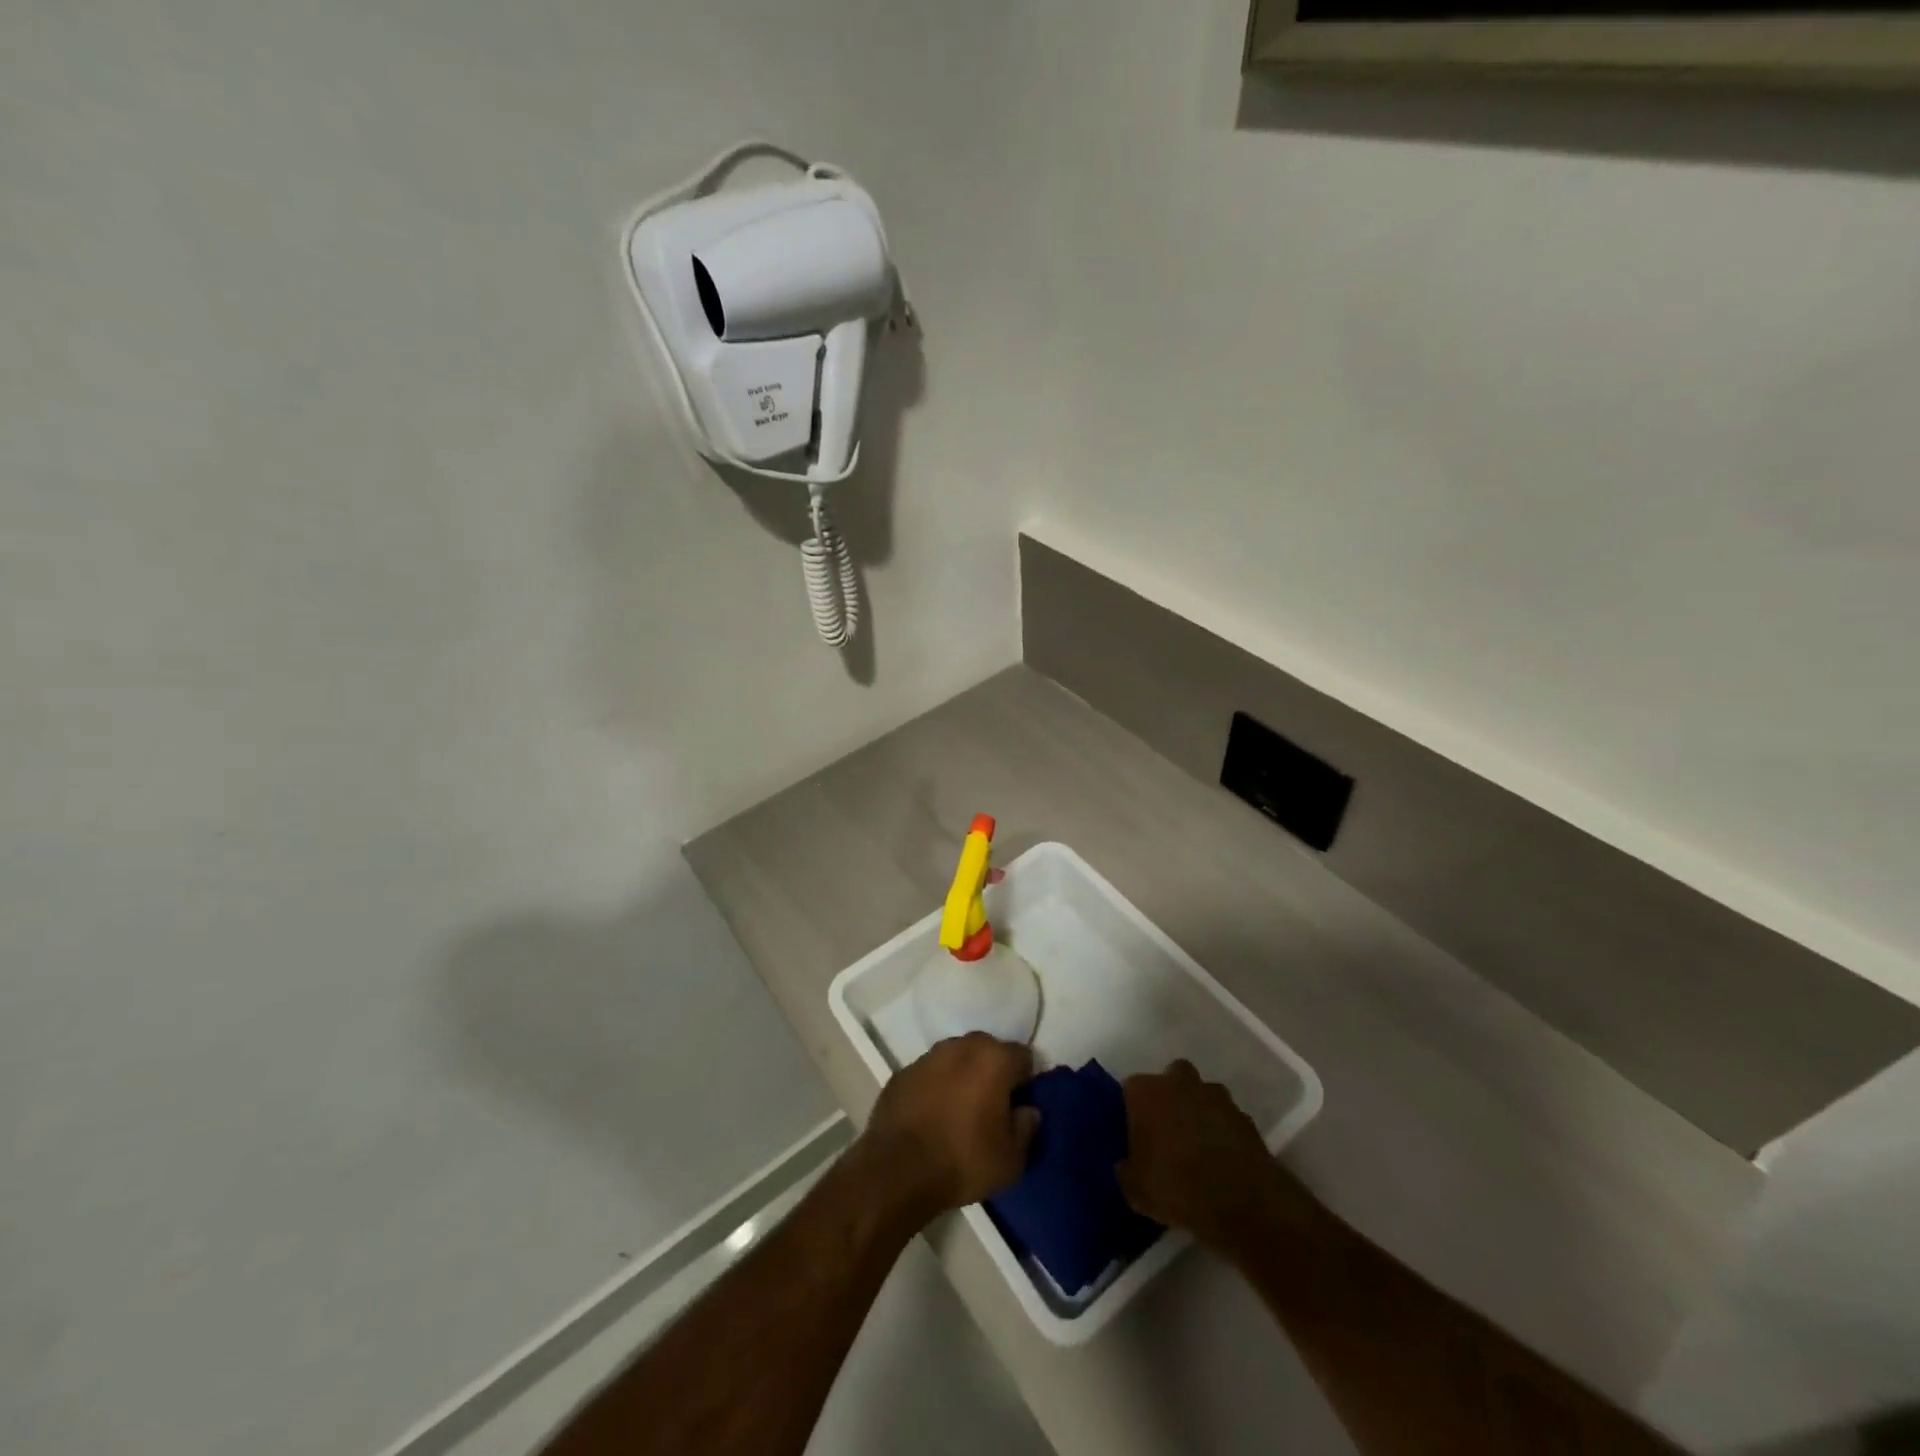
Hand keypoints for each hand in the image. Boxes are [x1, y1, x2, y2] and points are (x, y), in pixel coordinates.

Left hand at [860, 1033, 1040, 1222]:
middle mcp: (961, 1046)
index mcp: (994, 1058)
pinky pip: (929, 1076)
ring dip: (962, 1078)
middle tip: (991, 1110)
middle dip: (992, 1074)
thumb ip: (1026, 1128)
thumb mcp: (1011, 1159)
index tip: (1018, 1107)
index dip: (1025, 1082)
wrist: (898, 1170)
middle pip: (987, 1052)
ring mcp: (928, 1057)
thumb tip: (1026, 1110)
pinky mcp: (902, 1073)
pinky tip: (931, 1118)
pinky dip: (934, 1089)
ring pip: (956, 1060)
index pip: (1023, 1057)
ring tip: (959, 1114)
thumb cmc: (964, 1160)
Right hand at [1117, 1060, 1301, 1253]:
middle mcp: (1179, 1082)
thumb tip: (1127, 1166)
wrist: (1240, 1200)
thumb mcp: (1135, 1190)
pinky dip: (1223, 1132)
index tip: (1136, 1135)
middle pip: (1170, 1079)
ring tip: (1197, 1148)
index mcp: (1145, 1091)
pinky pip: (1226, 1119)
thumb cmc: (1175, 1185)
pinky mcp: (1244, 1116)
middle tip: (1167, 1132)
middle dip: (1169, 1099)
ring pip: (1201, 1095)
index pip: (1130, 1089)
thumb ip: (1126, 1171)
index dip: (1133, 1111)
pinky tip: (1222, 1161)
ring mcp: (1216, 1096)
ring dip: (1198, 1112)